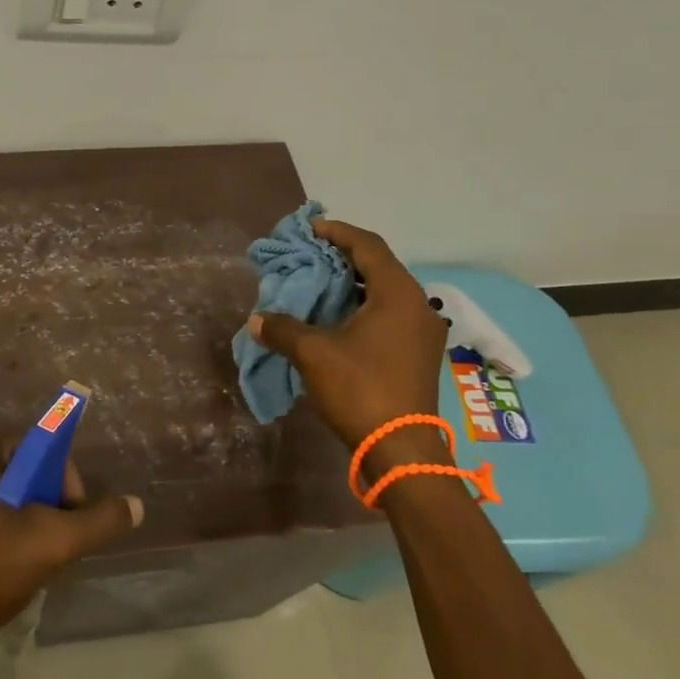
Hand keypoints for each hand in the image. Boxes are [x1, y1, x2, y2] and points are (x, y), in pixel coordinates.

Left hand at [0, 434, 142, 655]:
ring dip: (24, 514)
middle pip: (19, 468)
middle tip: (55, 536)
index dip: (61, 478)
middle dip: (44, 499)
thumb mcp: (52, 542)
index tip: (69, 514)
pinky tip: (6, 559)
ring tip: (34, 551)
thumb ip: (98, 521)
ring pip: (1, 490)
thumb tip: (136, 506)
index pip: (36, 447)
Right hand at [249, 219, 450, 474]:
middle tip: (310, 255)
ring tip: (319, 283)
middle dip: (343, 257)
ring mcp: (421, 332)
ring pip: (385, 291)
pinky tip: (336, 317)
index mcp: (398, 294)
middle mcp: (417, 306)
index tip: (310, 229)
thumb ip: (283, 329)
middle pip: (379, 266)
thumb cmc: (360, 389)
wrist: (400, 449)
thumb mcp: (313, 354)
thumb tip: (257, 319)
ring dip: (352, 283)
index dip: (337, 232)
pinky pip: (389, 313)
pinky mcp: (417, 353)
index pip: (368, 246)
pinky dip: (362, 305)